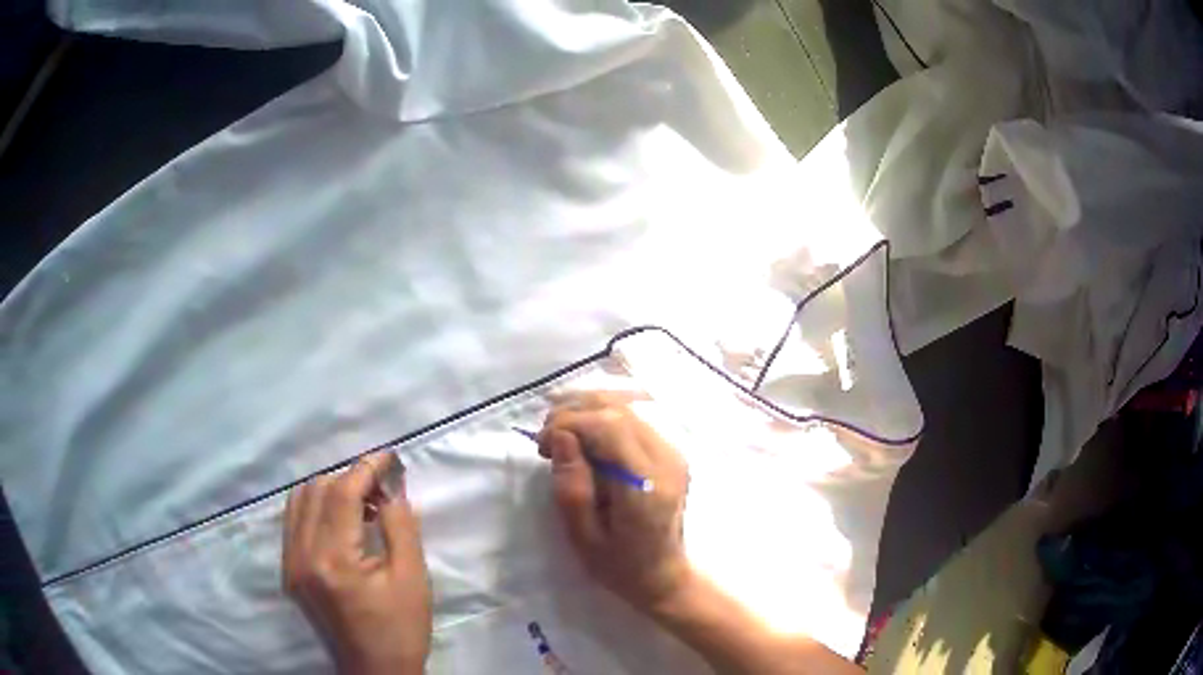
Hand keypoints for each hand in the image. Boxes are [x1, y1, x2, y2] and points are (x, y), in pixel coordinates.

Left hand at [283, 452, 431, 674]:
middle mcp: (302, 556)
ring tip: (362, 503)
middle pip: (316, 490)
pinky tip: (341, 521)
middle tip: (381, 489)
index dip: (366, 468)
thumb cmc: (400, 629)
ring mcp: (290, 563)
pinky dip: (316, 508)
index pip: (341, 493)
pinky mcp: (288, 571)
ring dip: (330, 490)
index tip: (389, 458)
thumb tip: (391, 486)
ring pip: (300, 501)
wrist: (373, 670)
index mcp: (334, 560)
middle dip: (350, 478)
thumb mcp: (412, 579)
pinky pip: (294, 521)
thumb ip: (400, 525)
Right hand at [539, 392, 692, 613]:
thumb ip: (572, 486)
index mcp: (647, 484)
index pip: (609, 428)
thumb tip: (562, 436)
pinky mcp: (670, 450)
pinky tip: (583, 432)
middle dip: (575, 411)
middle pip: (619, 409)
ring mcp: (673, 451)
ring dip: (587, 410)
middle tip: (546, 438)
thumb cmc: (619, 564)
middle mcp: (667, 459)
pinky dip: (603, 416)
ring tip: (560, 434)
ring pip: (627, 406)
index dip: (569, 423)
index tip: (542, 445)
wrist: (662, 574)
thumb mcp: (583, 537)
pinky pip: (634, 417)